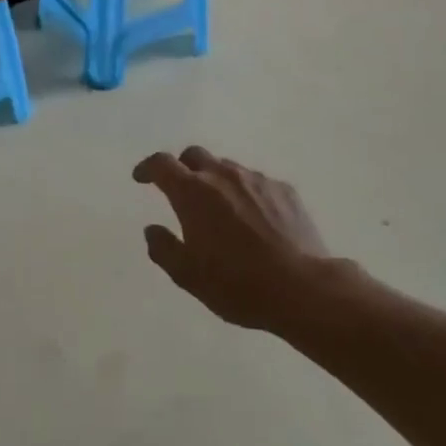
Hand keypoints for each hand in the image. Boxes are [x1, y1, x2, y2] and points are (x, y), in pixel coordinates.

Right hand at [132, 147, 342, 334]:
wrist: (305, 289)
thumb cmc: (238, 284)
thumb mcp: (188, 275)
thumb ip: (163, 248)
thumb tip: (152, 229)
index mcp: (192, 192)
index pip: (161, 164)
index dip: (147, 168)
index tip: (141, 178)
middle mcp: (222, 176)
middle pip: (194, 156)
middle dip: (182, 168)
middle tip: (181, 191)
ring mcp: (256, 180)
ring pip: (227, 168)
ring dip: (215, 181)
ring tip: (220, 209)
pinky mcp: (285, 191)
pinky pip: (256, 182)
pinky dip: (246, 193)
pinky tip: (254, 219)